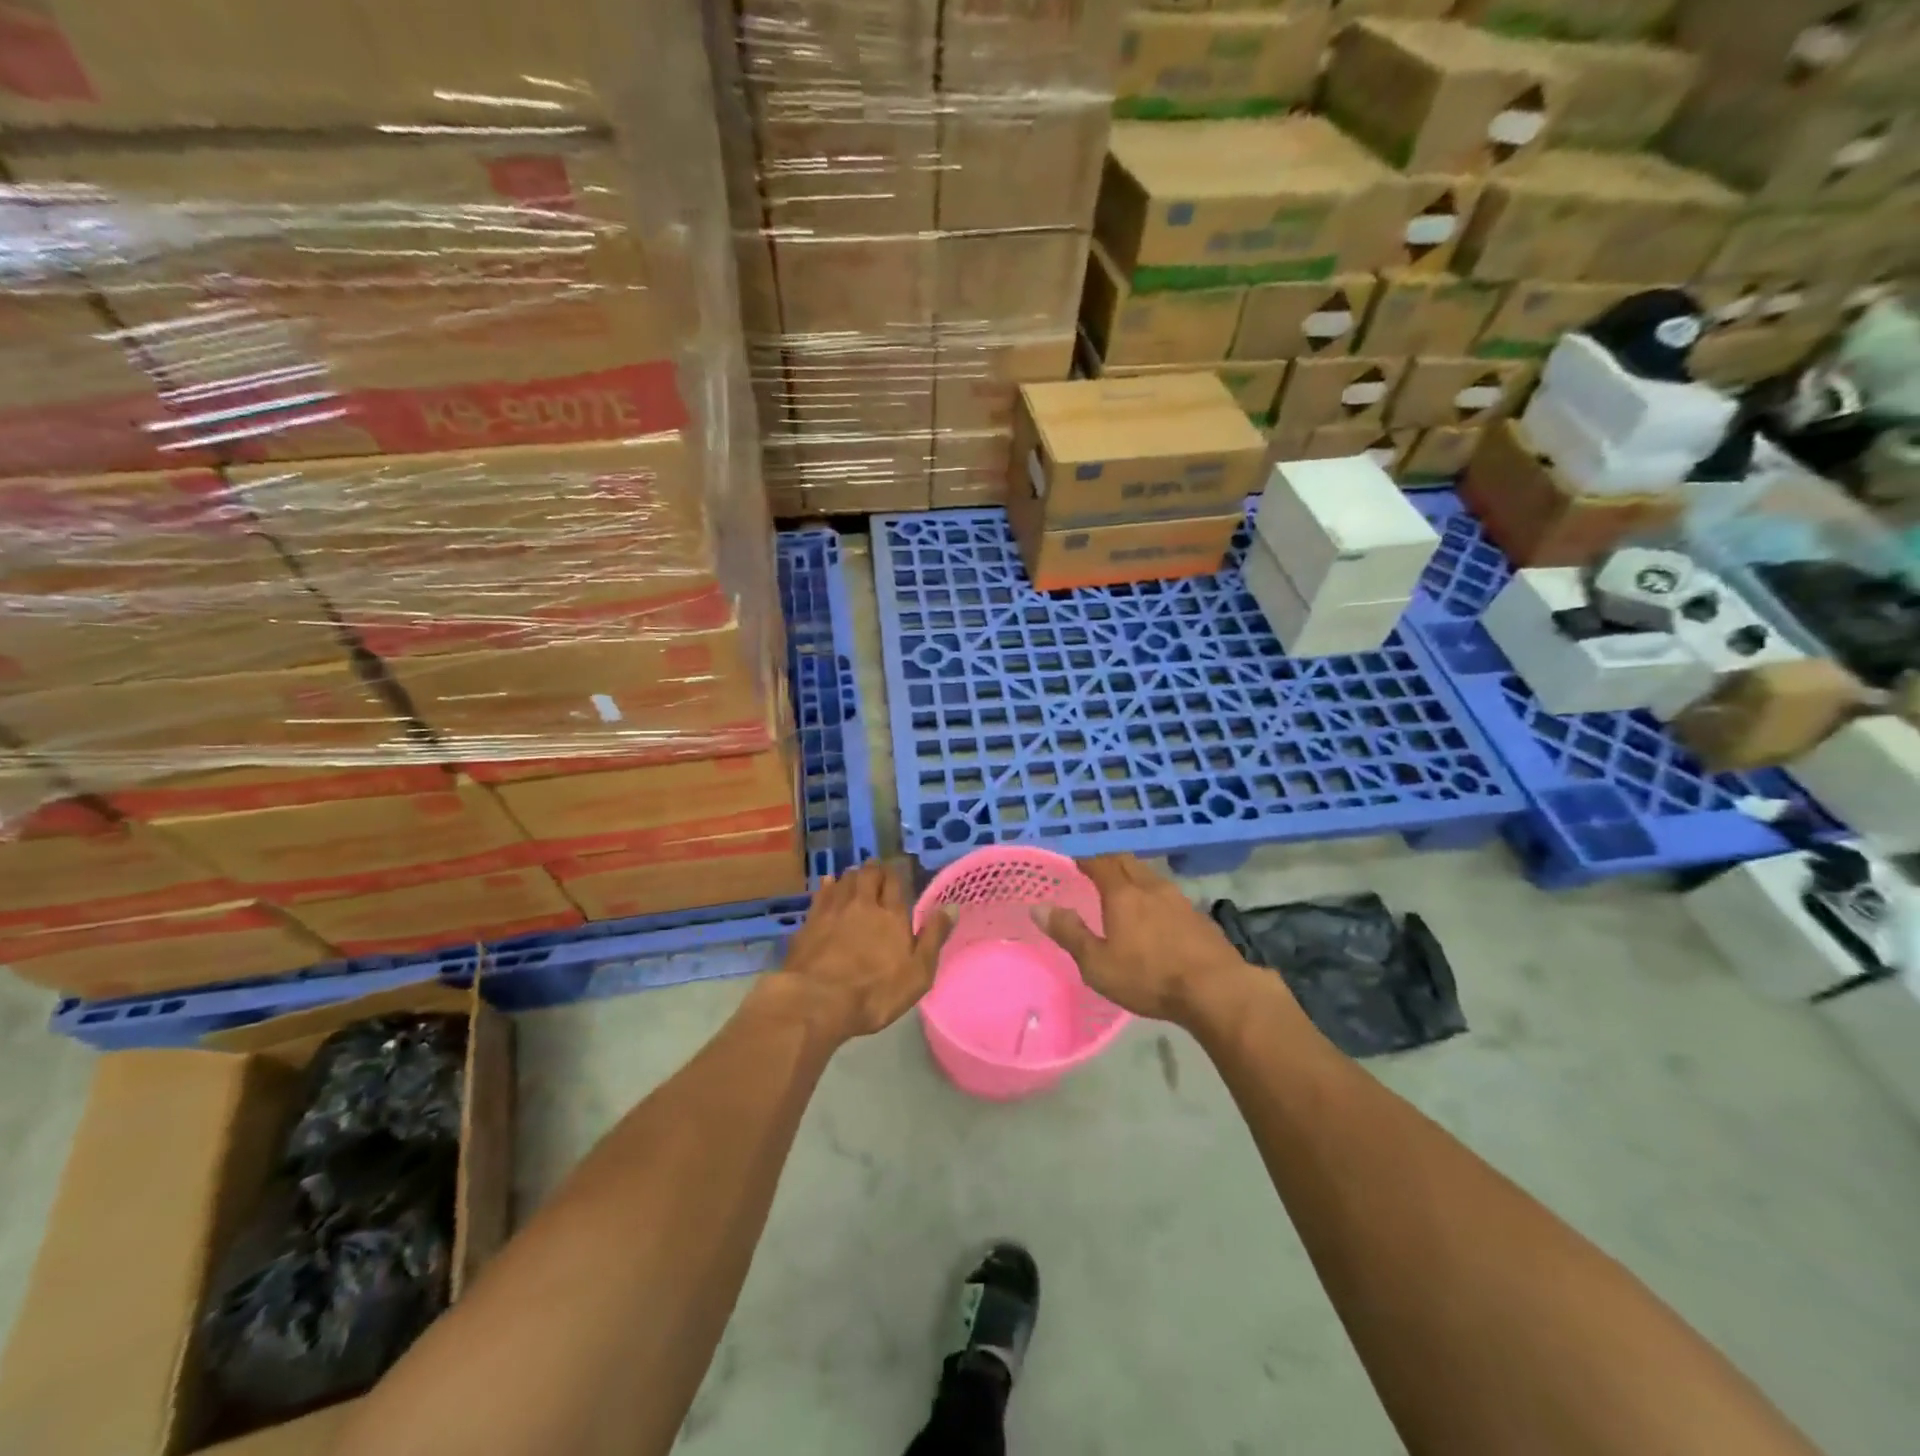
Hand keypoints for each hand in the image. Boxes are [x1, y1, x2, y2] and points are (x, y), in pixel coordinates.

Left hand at [765, 861, 952, 1042]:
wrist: (817, 1001)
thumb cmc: (875, 992)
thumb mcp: (918, 973)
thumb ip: (933, 937)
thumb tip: (952, 906)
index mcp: (892, 915)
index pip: (894, 882)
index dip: (895, 875)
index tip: (895, 875)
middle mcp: (863, 904)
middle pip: (868, 874)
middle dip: (873, 870)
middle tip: (876, 872)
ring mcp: (833, 910)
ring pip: (844, 880)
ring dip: (852, 875)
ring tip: (855, 876)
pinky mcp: (810, 922)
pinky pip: (821, 894)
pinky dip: (827, 885)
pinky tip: (828, 884)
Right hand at [1035, 855, 1258, 1027]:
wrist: (1216, 990)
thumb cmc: (1149, 977)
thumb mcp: (1098, 964)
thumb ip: (1069, 933)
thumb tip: (1039, 907)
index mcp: (1122, 893)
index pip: (1099, 862)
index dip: (1085, 859)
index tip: (1072, 861)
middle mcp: (1150, 887)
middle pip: (1127, 862)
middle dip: (1108, 862)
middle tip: (1094, 873)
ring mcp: (1179, 899)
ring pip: (1150, 876)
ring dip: (1133, 877)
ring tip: (1123, 893)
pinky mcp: (1198, 916)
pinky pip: (1168, 895)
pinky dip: (1154, 896)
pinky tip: (1155, 916)